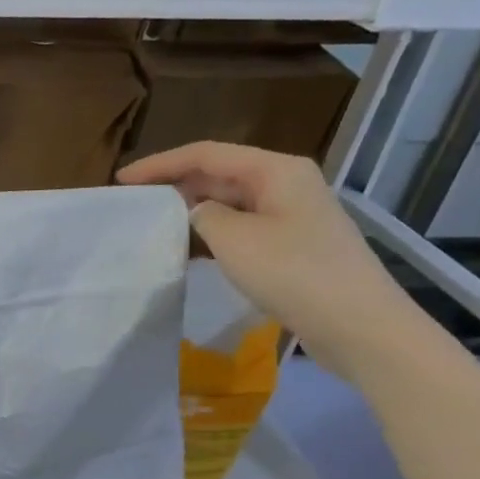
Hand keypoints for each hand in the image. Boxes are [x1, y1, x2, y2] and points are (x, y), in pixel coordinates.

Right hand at [118, 143, 422, 377]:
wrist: (358, 324)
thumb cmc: (294, 273)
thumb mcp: (234, 239)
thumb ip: (203, 216)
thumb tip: (196, 212)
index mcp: (275, 170)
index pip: (206, 154)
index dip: (160, 163)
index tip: (121, 180)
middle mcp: (285, 183)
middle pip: (219, 174)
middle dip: (174, 185)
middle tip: (133, 203)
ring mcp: (291, 215)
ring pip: (229, 203)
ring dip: (190, 212)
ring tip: (152, 225)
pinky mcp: (291, 245)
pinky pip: (241, 228)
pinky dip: (210, 234)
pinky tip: (186, 250)